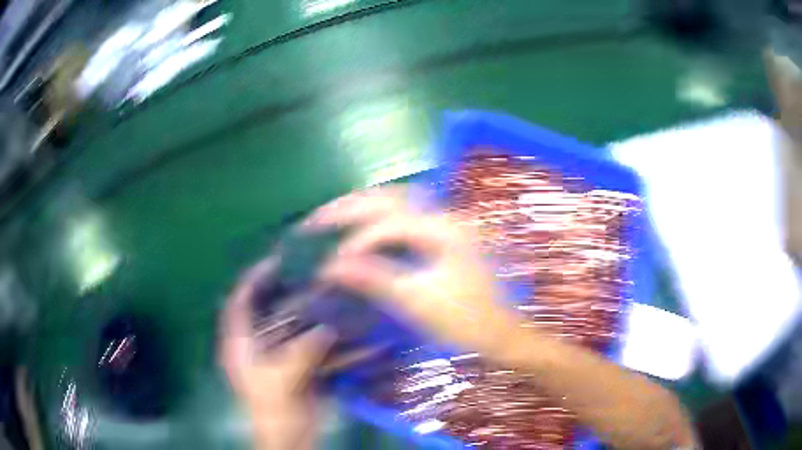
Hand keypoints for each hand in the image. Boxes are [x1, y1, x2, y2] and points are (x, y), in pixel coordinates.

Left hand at [220, 259, 335, 449]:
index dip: (251, 281)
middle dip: (279, 292)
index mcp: (240, 347)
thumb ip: (302, 352)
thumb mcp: (284, 380)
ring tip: (319, 292)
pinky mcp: (291, 365)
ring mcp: (273, 356)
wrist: (290, 438)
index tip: (273, 262)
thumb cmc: (276, 410)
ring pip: (284, 324)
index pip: (238, 305)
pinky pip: (301, 340)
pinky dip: (315, 330)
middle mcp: (254, 347)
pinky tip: (332, 322)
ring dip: (301, 311)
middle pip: (262, 310)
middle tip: (302, 273)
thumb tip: (326, 328)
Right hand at [304, 185, 521, 355]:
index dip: (353, 241)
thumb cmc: (463, 321)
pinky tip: (361, 228)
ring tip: (332, 217)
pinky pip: (404, 216)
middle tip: (315, 220)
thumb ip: (372, 278)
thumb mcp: (417, 301)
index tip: (327, 265)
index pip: (388, 222)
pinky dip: (377, 218)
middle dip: (349, 206)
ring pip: (397, 201)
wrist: (498, 333)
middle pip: (389, 197)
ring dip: (362, 207)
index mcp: (443, 229)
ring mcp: (446, 223)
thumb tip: (328, 267)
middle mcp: (445, 216)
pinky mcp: (443, 236)